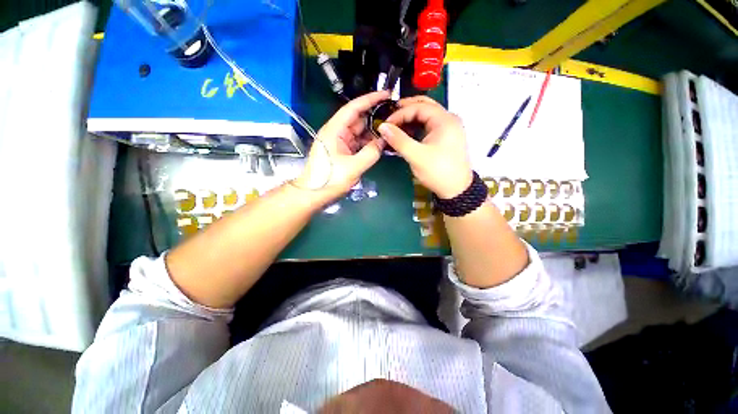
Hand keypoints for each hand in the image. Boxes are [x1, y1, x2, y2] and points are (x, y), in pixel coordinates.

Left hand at [294, 91, 388, 200]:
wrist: (313, 195)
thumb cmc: (329, 180)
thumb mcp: (353, 167)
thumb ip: (371, 153)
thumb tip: (382, 143)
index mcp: (335, 130)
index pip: (353, 108)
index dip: (370, 99)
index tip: (386, 94)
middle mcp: (337, 132)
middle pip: (358, 120)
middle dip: (375, 118)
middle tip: (394, 117)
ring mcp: (340, 142)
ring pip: (359, 133)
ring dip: (373, 133)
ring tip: (390, 132)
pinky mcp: (342, 152)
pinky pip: (358, 143)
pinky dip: (368, 144)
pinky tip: (380, 145)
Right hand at [379, 96, 472, 198]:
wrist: (456, 189)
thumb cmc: (438, 172)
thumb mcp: (416, 156)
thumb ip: (398, 140)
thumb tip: (382, 127)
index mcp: (444, 120)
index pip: (418, 107)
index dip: (400, 114)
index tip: (386, 124)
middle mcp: (449, 120)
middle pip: (425, 106)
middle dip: (406, 109)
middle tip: (390, 116)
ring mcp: (449, 128)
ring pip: (427, 116)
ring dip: (411, 119)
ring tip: (396, 126)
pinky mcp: (446, 138)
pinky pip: (429, 126)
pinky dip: (417, 127)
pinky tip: (407, 135)